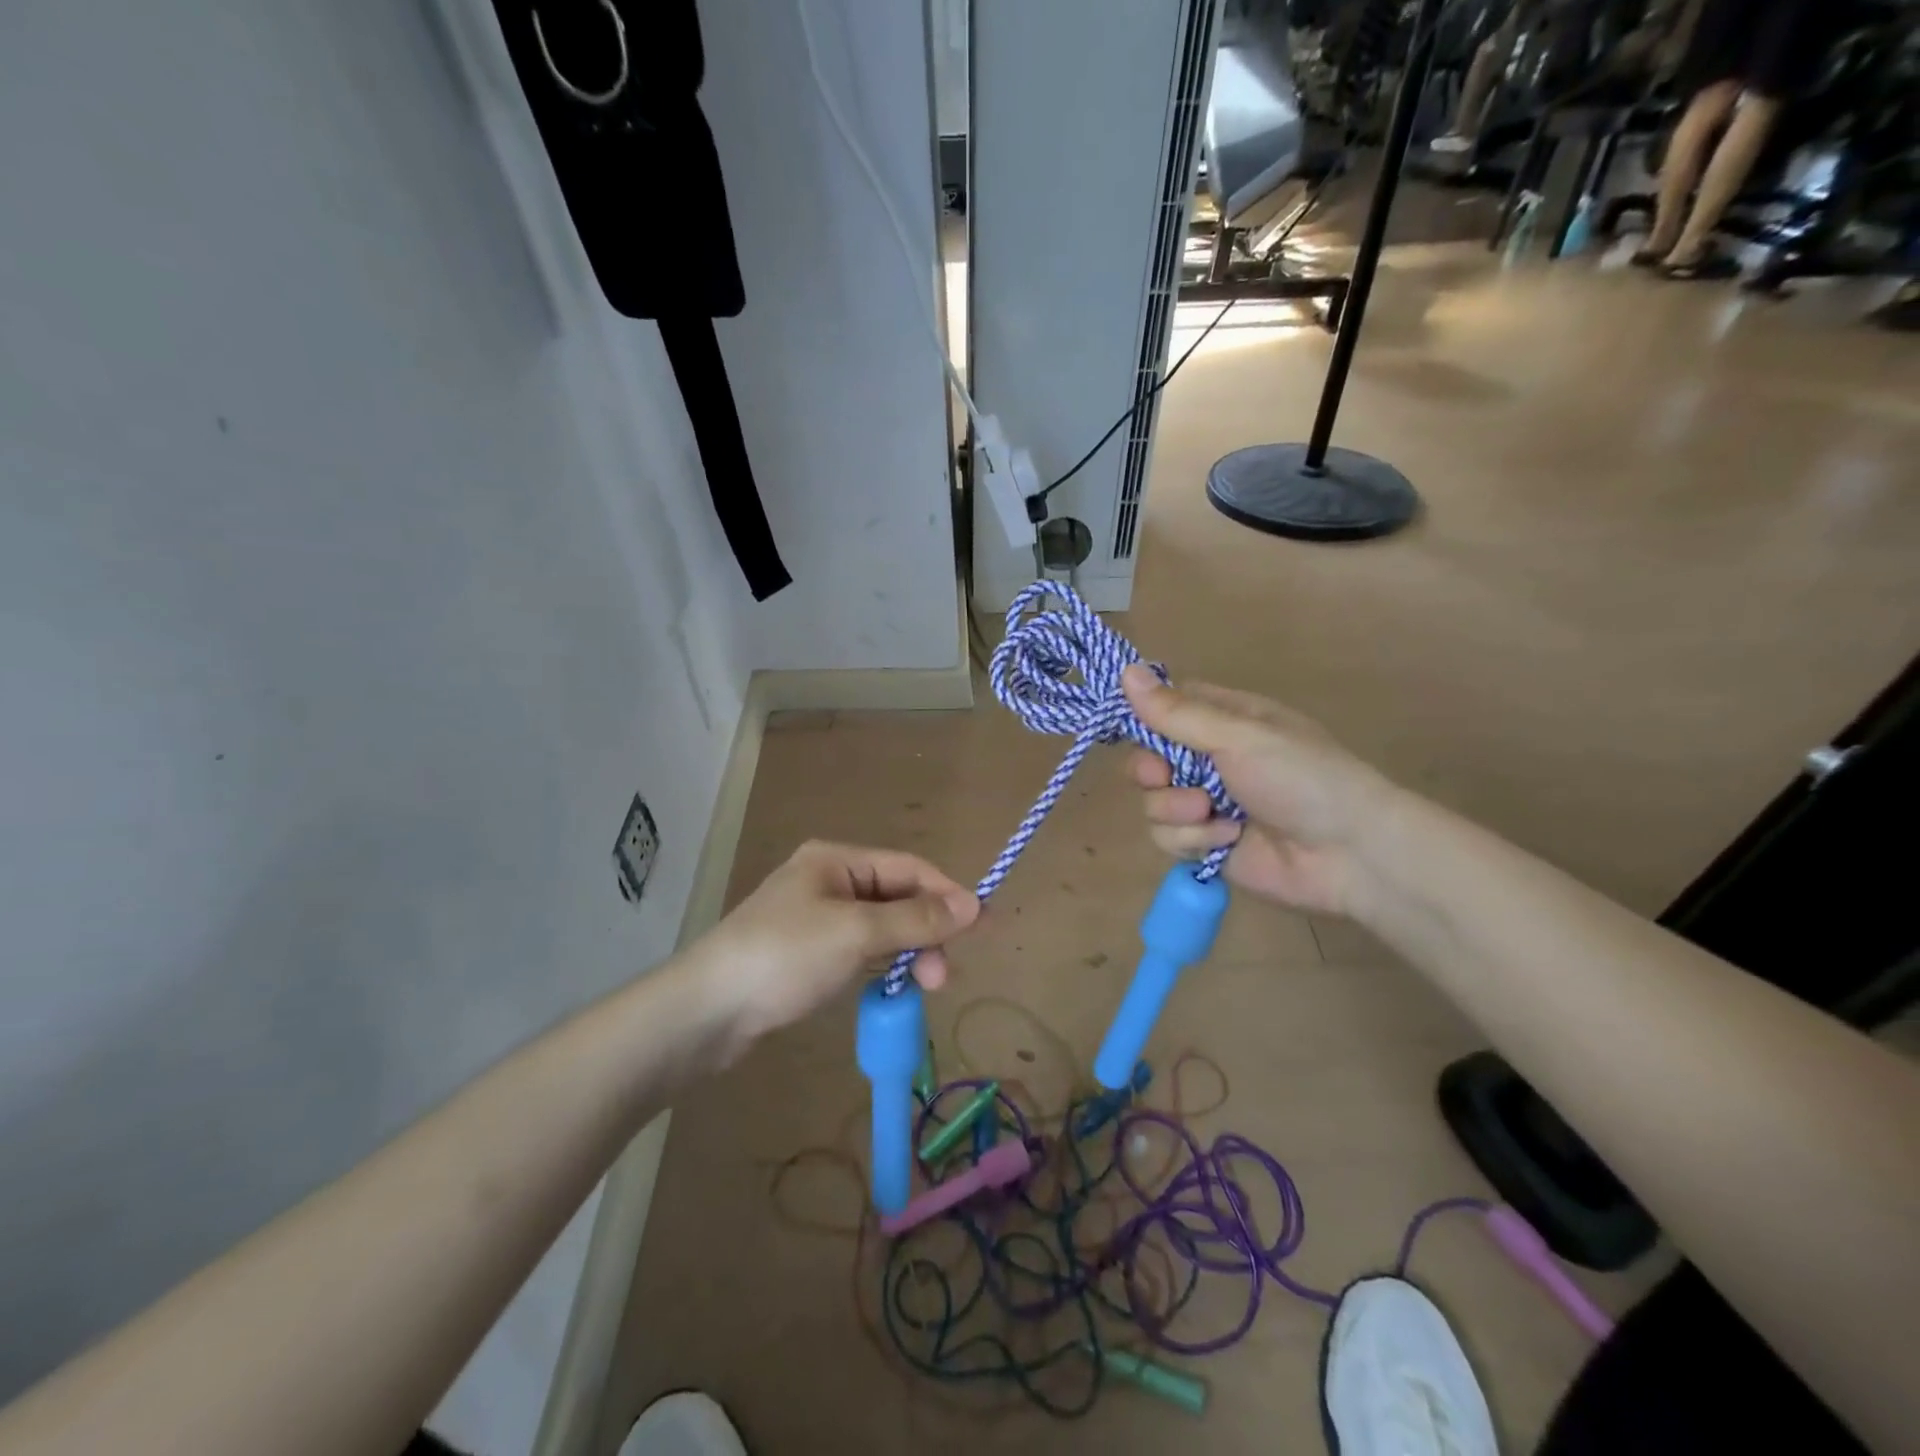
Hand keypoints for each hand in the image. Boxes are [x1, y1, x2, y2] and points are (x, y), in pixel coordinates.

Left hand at [684, 841, 979, 1040]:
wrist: (705, 1012)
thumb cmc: (784, 957)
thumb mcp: (855, 933)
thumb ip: (915, 919)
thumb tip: (973, 906)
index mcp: (836, 860)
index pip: (908, 868)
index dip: (947, 894)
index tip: (981, 927)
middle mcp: (827, 880)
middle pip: (896, 897)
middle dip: (925, 931)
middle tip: (940, 976)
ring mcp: (815, 919)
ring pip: (880, 928)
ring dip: (906, 952)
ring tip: (921, 988)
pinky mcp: (806, 955)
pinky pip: (859, 952)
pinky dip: (880, 967)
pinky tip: (891, 991)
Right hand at [1120, 665, 1395, 918]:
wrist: (1349, 854)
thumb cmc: (1302, 778)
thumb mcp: (1239, 737)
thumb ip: (1177, 713)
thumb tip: (1125, 670)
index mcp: (1220, 720)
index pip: (1161, 708)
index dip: (1141, 718)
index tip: (1133, 729)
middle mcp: (1207, 759)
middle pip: (1145, 760)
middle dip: (1153, 773)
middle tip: (1167, 776)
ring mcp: (1204, 803)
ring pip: (1152, 802)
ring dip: (1178, 810)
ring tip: (1215, 814)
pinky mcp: (1205, 843)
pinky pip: (1167, 838)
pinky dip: (1194, 839)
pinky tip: (1229, 840)